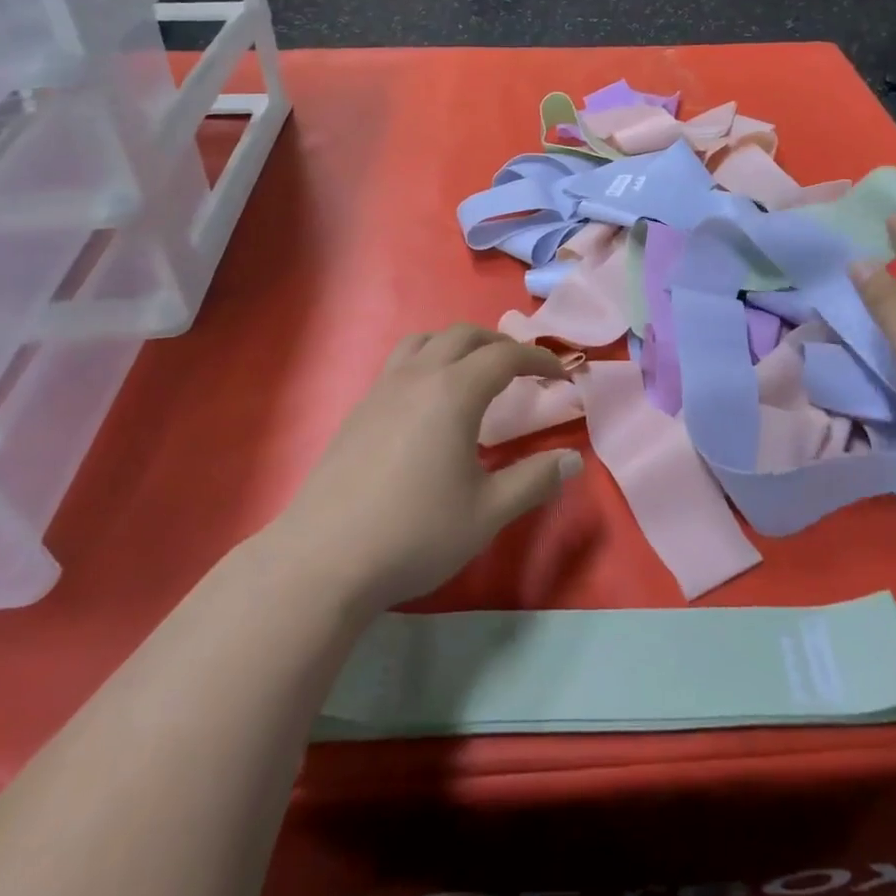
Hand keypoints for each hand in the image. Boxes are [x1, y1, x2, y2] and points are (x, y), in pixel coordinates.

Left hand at [276, 325, 582, 612]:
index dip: (539, 358)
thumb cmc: (415, 533)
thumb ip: (534, 480)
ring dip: (459, 344)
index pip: (505, 356)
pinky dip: (429, 360)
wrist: (323, 559)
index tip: (561, 375)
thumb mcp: (487, 513)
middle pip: (465, 335)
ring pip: (426, 340)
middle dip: (500, 344)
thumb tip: (572, 460)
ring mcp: (382, 389)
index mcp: (454, 392)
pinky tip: (429, 401)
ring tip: (475, 371)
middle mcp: (418, 376)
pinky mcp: (360, 409)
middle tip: (523, 369)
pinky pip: (401, 362)